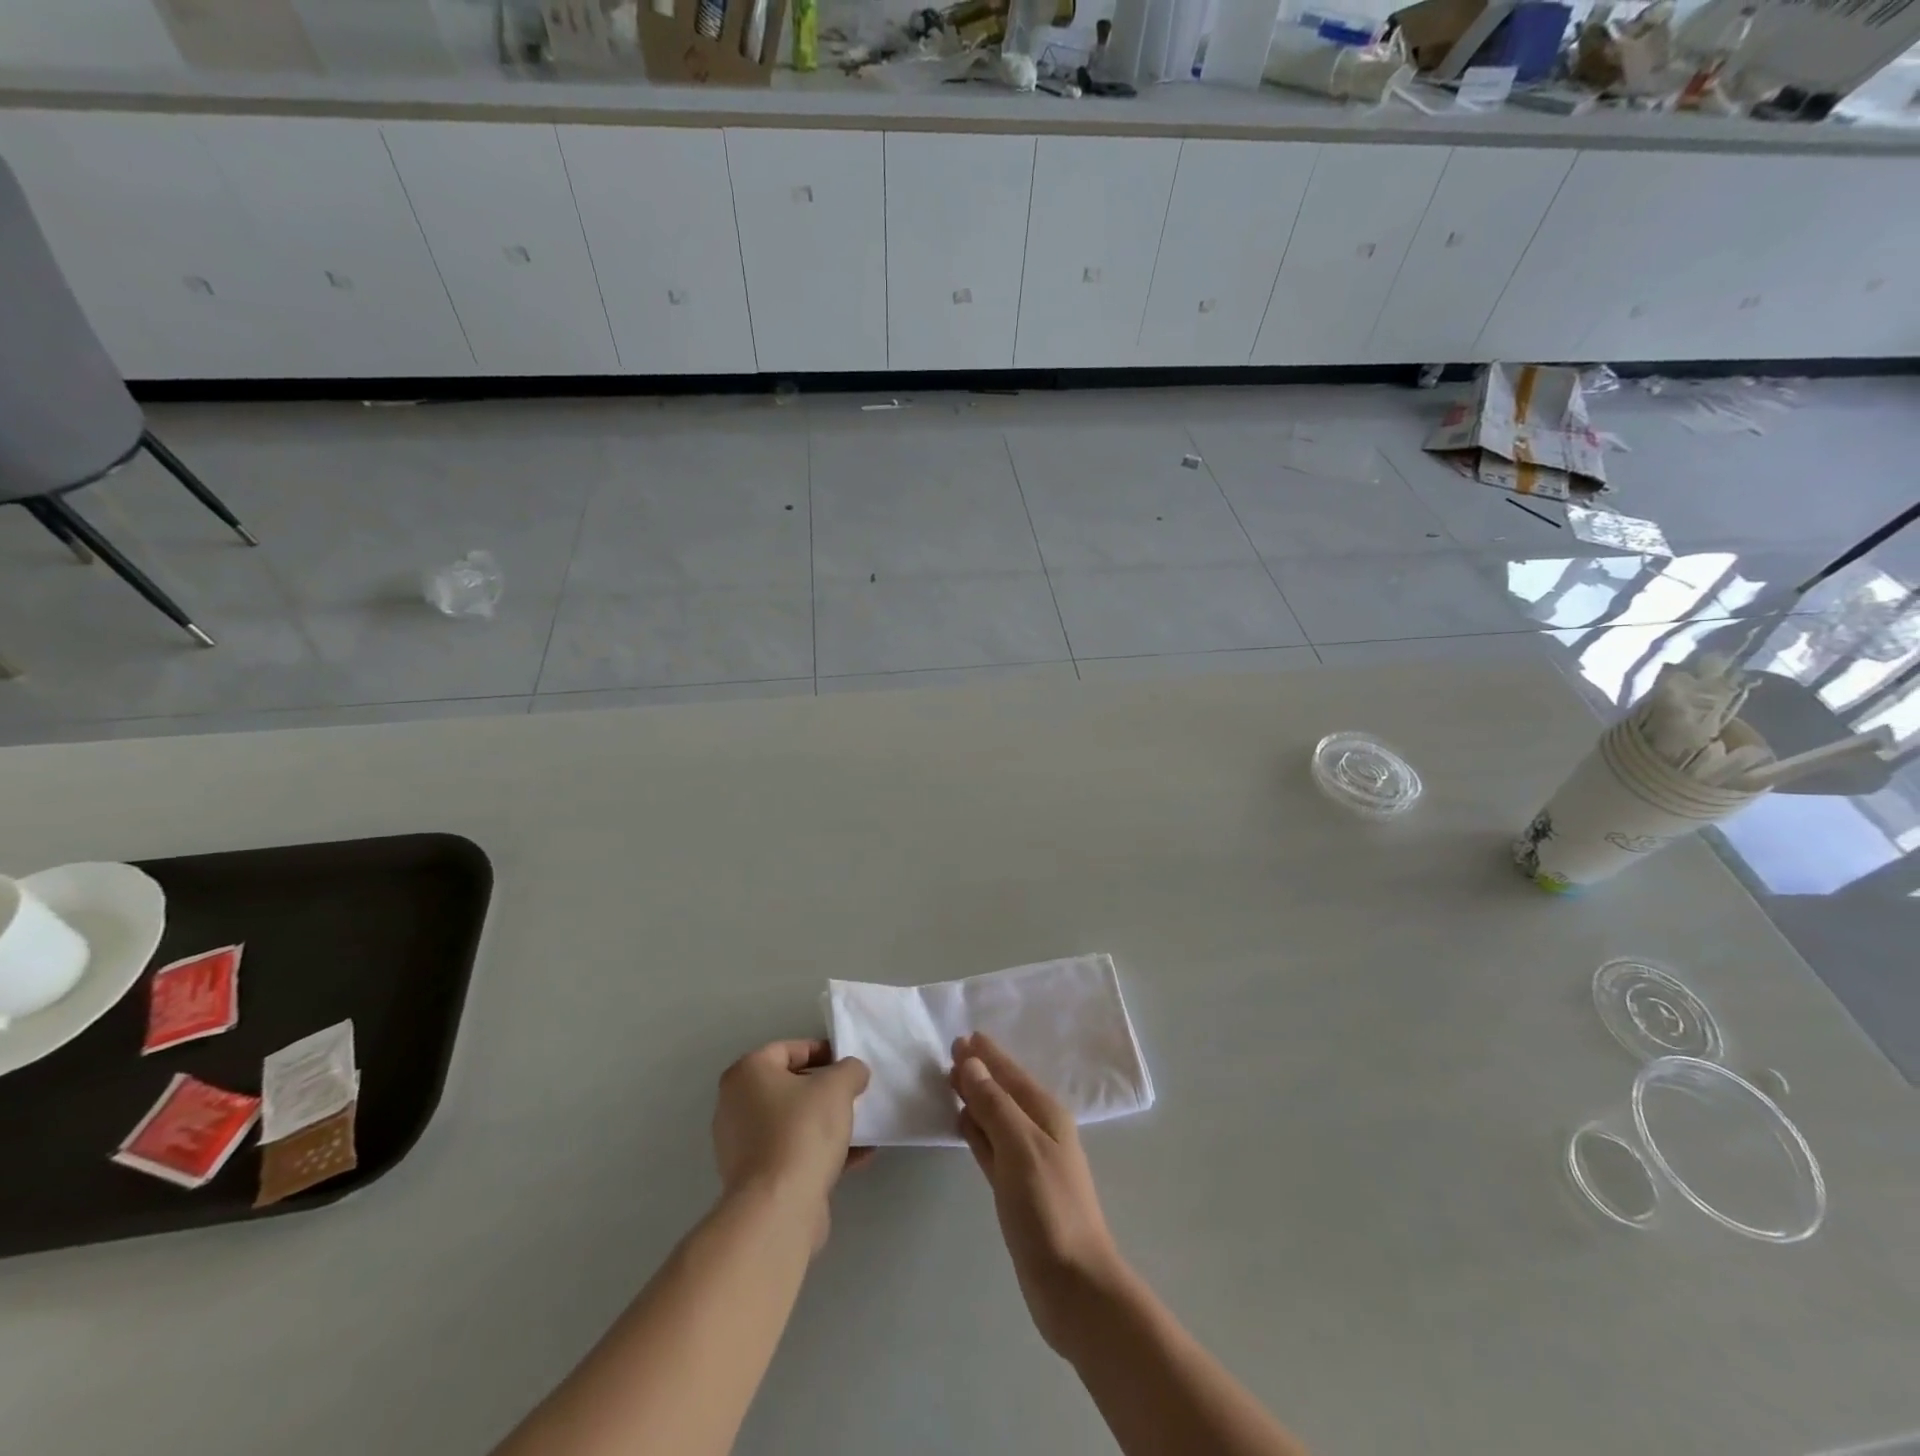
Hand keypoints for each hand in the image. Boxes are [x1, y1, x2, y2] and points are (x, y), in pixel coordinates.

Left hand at [712, 1040, 870, 1249]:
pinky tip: (858, 1157)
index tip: (849, 1065)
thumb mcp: (837, 1085)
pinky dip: (821, 1152)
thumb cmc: (802, 1131)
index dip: (823, 1052)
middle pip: (790, 1087)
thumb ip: (850, 1069)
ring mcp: (742, 1146)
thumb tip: (853, 1073)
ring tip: (861, 1127)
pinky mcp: (756, 1179)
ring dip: (827, 1124)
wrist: (778, 1209)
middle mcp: (736, 1105)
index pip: (788, 1049)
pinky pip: (793, 1153)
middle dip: (826, 1091)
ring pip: (793, 1123)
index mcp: (747, 1074)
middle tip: (854, 1095)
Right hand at [949, 1032, 1127, 1353]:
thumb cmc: (1048, 1208)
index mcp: (1045, 1114)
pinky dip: (976, 1131)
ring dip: (975, 1098)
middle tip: (949, 1054)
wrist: (1073, 1284)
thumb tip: (970, 1063)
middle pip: (1002, 1091)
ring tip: (951, 1082)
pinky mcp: (1016, 1188)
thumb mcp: (1020, 1146)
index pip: (1010, 1073)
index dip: (986, 1055)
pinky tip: (963, 1125)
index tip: (961, 1036)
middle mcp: (1038, 1130)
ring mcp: (1028, 1160)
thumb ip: (994, 1104)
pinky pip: (991, 1145)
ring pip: (995, 1117)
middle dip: (979, 1072)